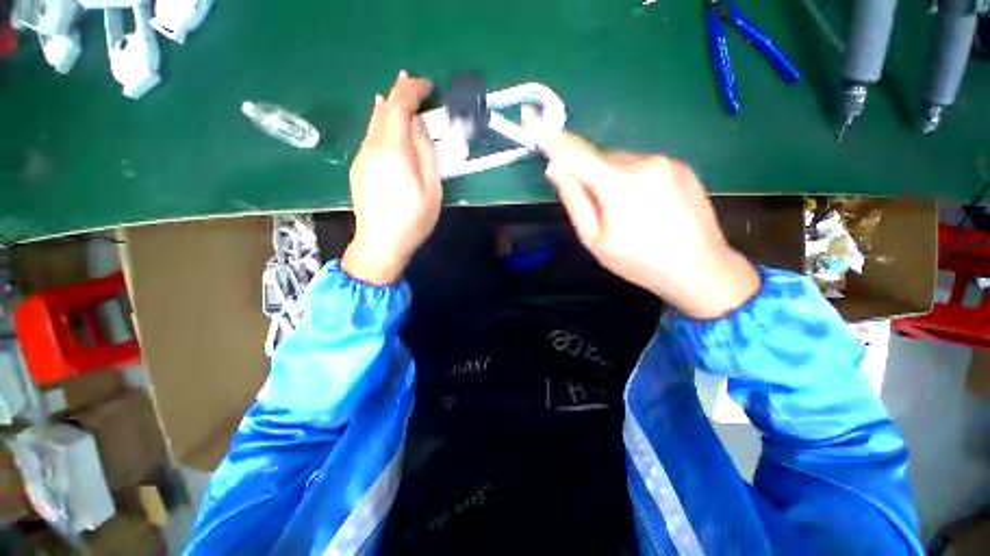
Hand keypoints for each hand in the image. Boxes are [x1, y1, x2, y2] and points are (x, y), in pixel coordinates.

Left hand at [342, 71, 441, 284]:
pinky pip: (370, 137)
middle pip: (383, 110)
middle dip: (398, 93)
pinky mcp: (358, 168)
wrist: (380, 244)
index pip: (398, 106)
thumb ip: (426, 153)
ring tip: (401, 98)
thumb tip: (418, 126)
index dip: (412, 91)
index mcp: (393, 150)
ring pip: (374, 123)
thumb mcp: (431, 188)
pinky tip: (387, 126)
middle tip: (414, 84)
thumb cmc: (413, 219)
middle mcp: (372, 147)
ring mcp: (362, 157)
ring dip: (389, 108)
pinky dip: (381, 124)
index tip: (426, 85)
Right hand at [532, 122, 759, 318]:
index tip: (529, 117)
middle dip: (591, 176)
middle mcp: (644, 162)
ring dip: (614, 180)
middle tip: (598, 209)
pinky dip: (634, 181)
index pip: (575, 153)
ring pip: (623, 163)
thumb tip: (555, 169)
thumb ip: (574, 201)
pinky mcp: (682, 167)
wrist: (700, 269)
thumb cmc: (638, 261)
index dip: (550, 137)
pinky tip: (647, 208)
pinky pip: (644, 166)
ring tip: (628, 214)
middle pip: (601, 159)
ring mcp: (667, 162)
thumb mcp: (595, 239)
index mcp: (619, 183)